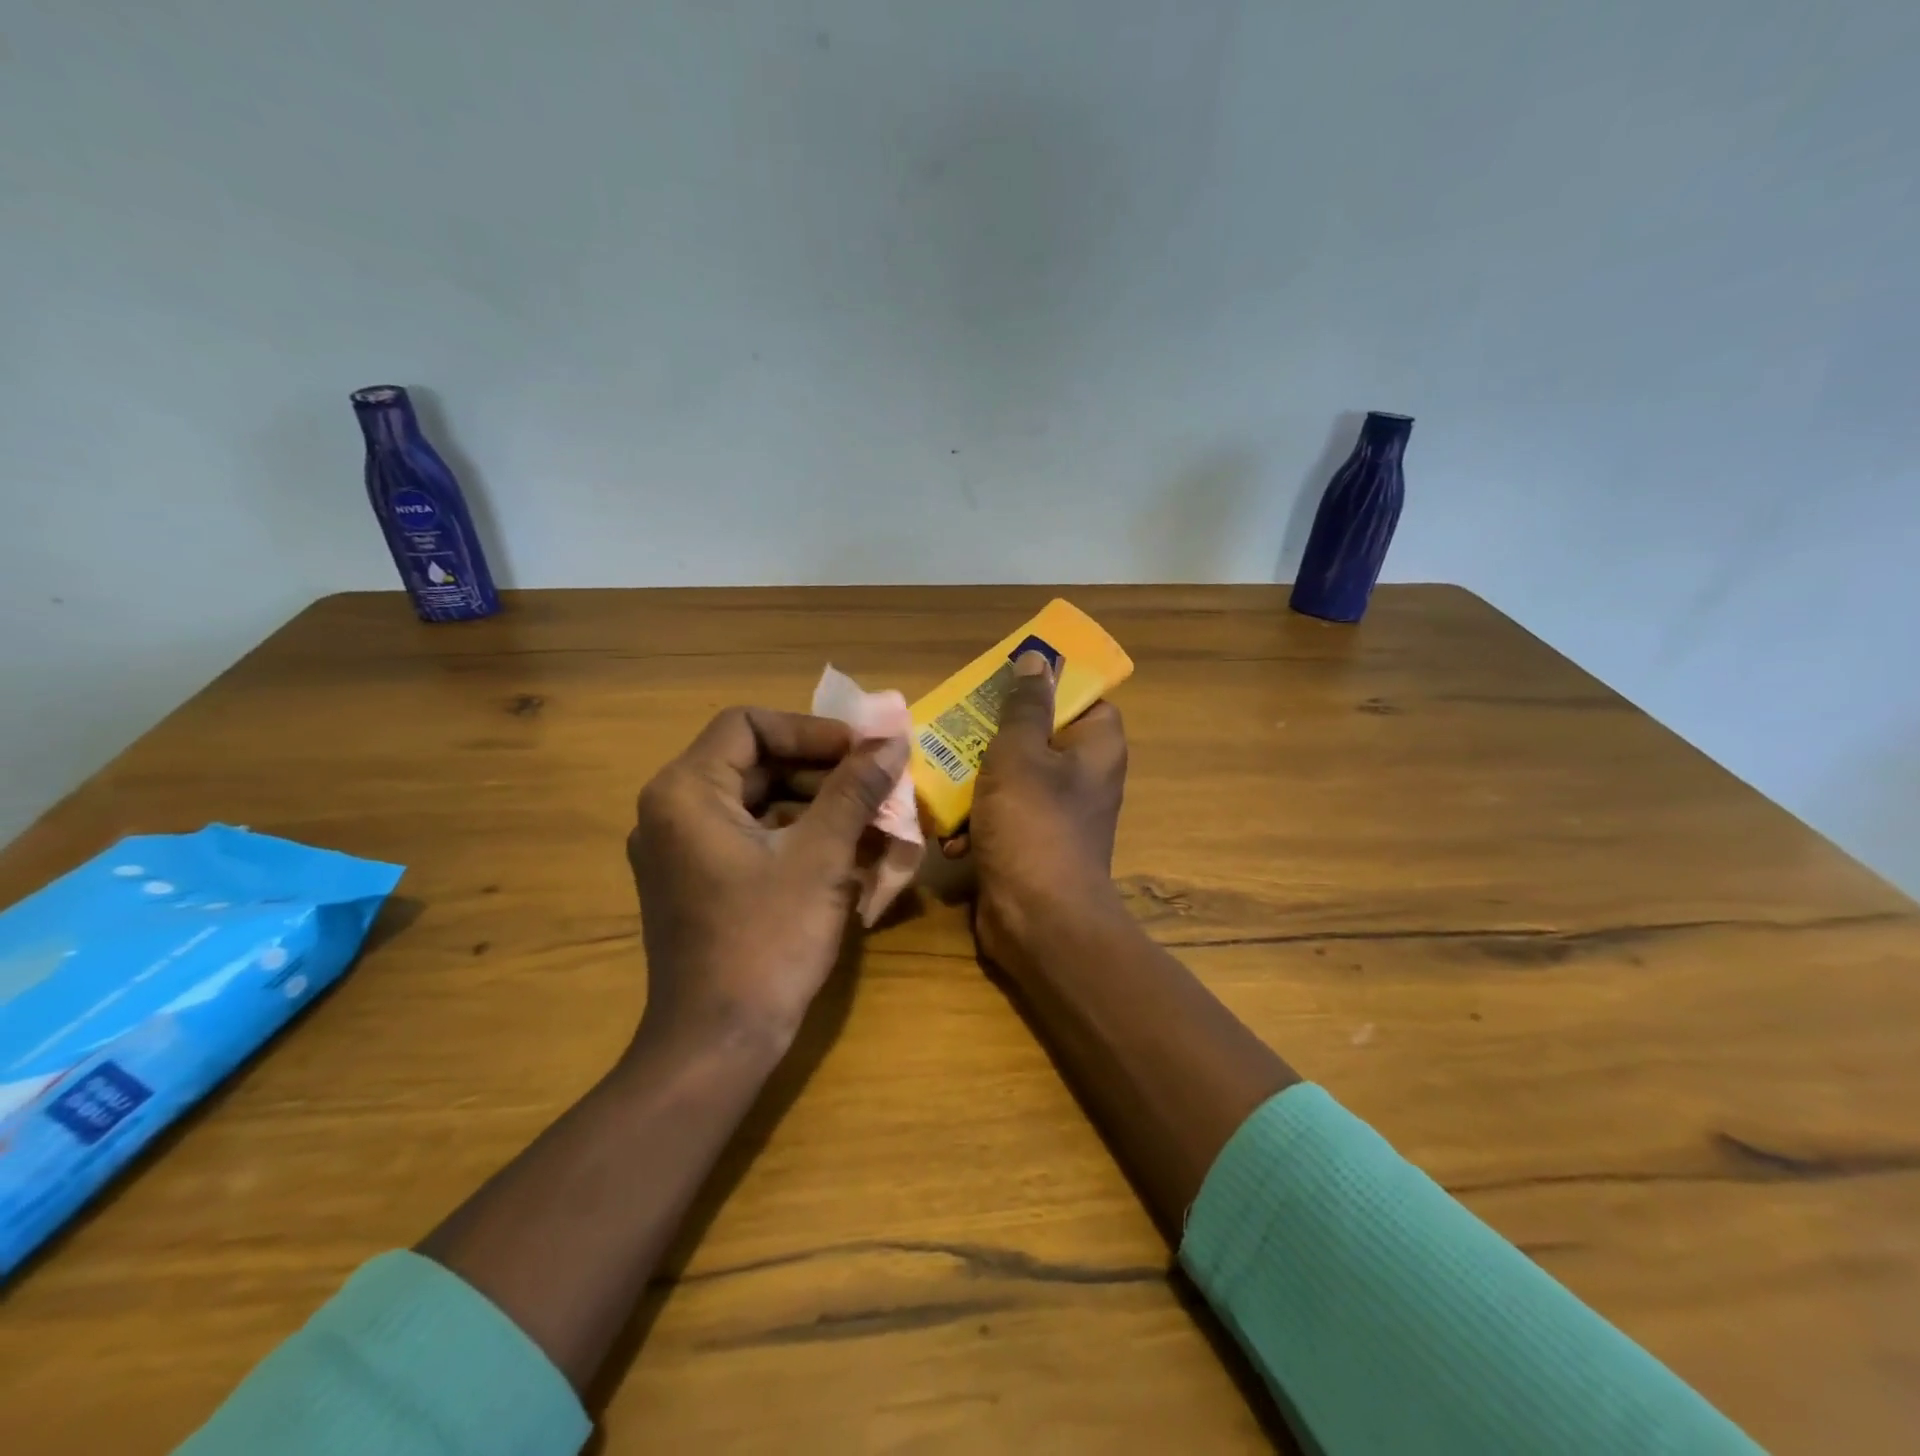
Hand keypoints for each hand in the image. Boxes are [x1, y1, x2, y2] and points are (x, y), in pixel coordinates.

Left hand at [627, 707, 909, 1056]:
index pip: (748, 725)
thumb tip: (891, 741)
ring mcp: (682, 850)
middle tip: (875, 783)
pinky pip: (752, 837)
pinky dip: (798, 836)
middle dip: (821, 770)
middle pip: (754, 762)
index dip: (809, 730)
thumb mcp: (820, 857)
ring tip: (873, 818)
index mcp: (685, 792)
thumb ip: (854, 790)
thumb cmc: (766, 941)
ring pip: (758, 801)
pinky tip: (847, 852)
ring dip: (817, 804)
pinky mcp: (698, 882)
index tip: (860, 750)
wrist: (716, 1045)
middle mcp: (672, 811)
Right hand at [958, 651, 1129, 969]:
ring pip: (1012, 778)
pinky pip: (1002, 818)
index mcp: (1096, 748)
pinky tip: (951, 835)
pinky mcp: (1032, 847)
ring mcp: (1057, 816)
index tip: (1003, 683)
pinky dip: (977, 824)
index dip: (1046, 687)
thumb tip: (1039, 659)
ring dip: (974, 783)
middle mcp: (1083, 778)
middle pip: (1037, 737)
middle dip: (992, 736)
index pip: (1081, 699)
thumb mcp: (1020, 753)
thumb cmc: (1032, 825)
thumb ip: (1025, 705)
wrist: (1038, 922)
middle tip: (957, 727)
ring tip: (940, 780)